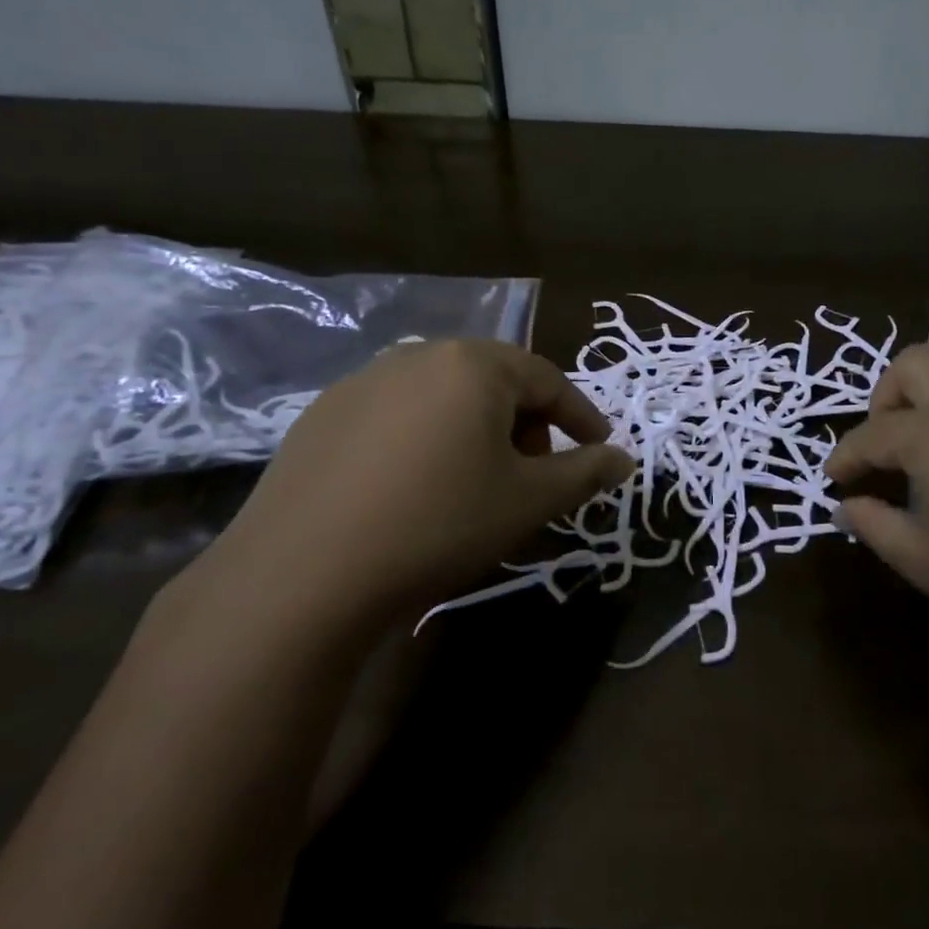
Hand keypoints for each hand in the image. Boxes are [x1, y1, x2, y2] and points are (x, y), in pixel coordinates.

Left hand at [202, 339, 633, 637]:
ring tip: (475, 482)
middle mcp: (418, 355)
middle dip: (525, 424)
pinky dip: (424, 440)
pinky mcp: (322, 414)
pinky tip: (413, 488)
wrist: (304, 574)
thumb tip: (624, 459)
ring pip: (444, 396)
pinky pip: (397, 415)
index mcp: (473, 364)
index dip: (581, 416)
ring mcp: (363, 381)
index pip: (548, 380)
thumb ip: (585, 473)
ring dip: (475, 430)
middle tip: (532, 474)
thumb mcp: (528, 501)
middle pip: (494, 382)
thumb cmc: (439, 524)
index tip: (599, 447)